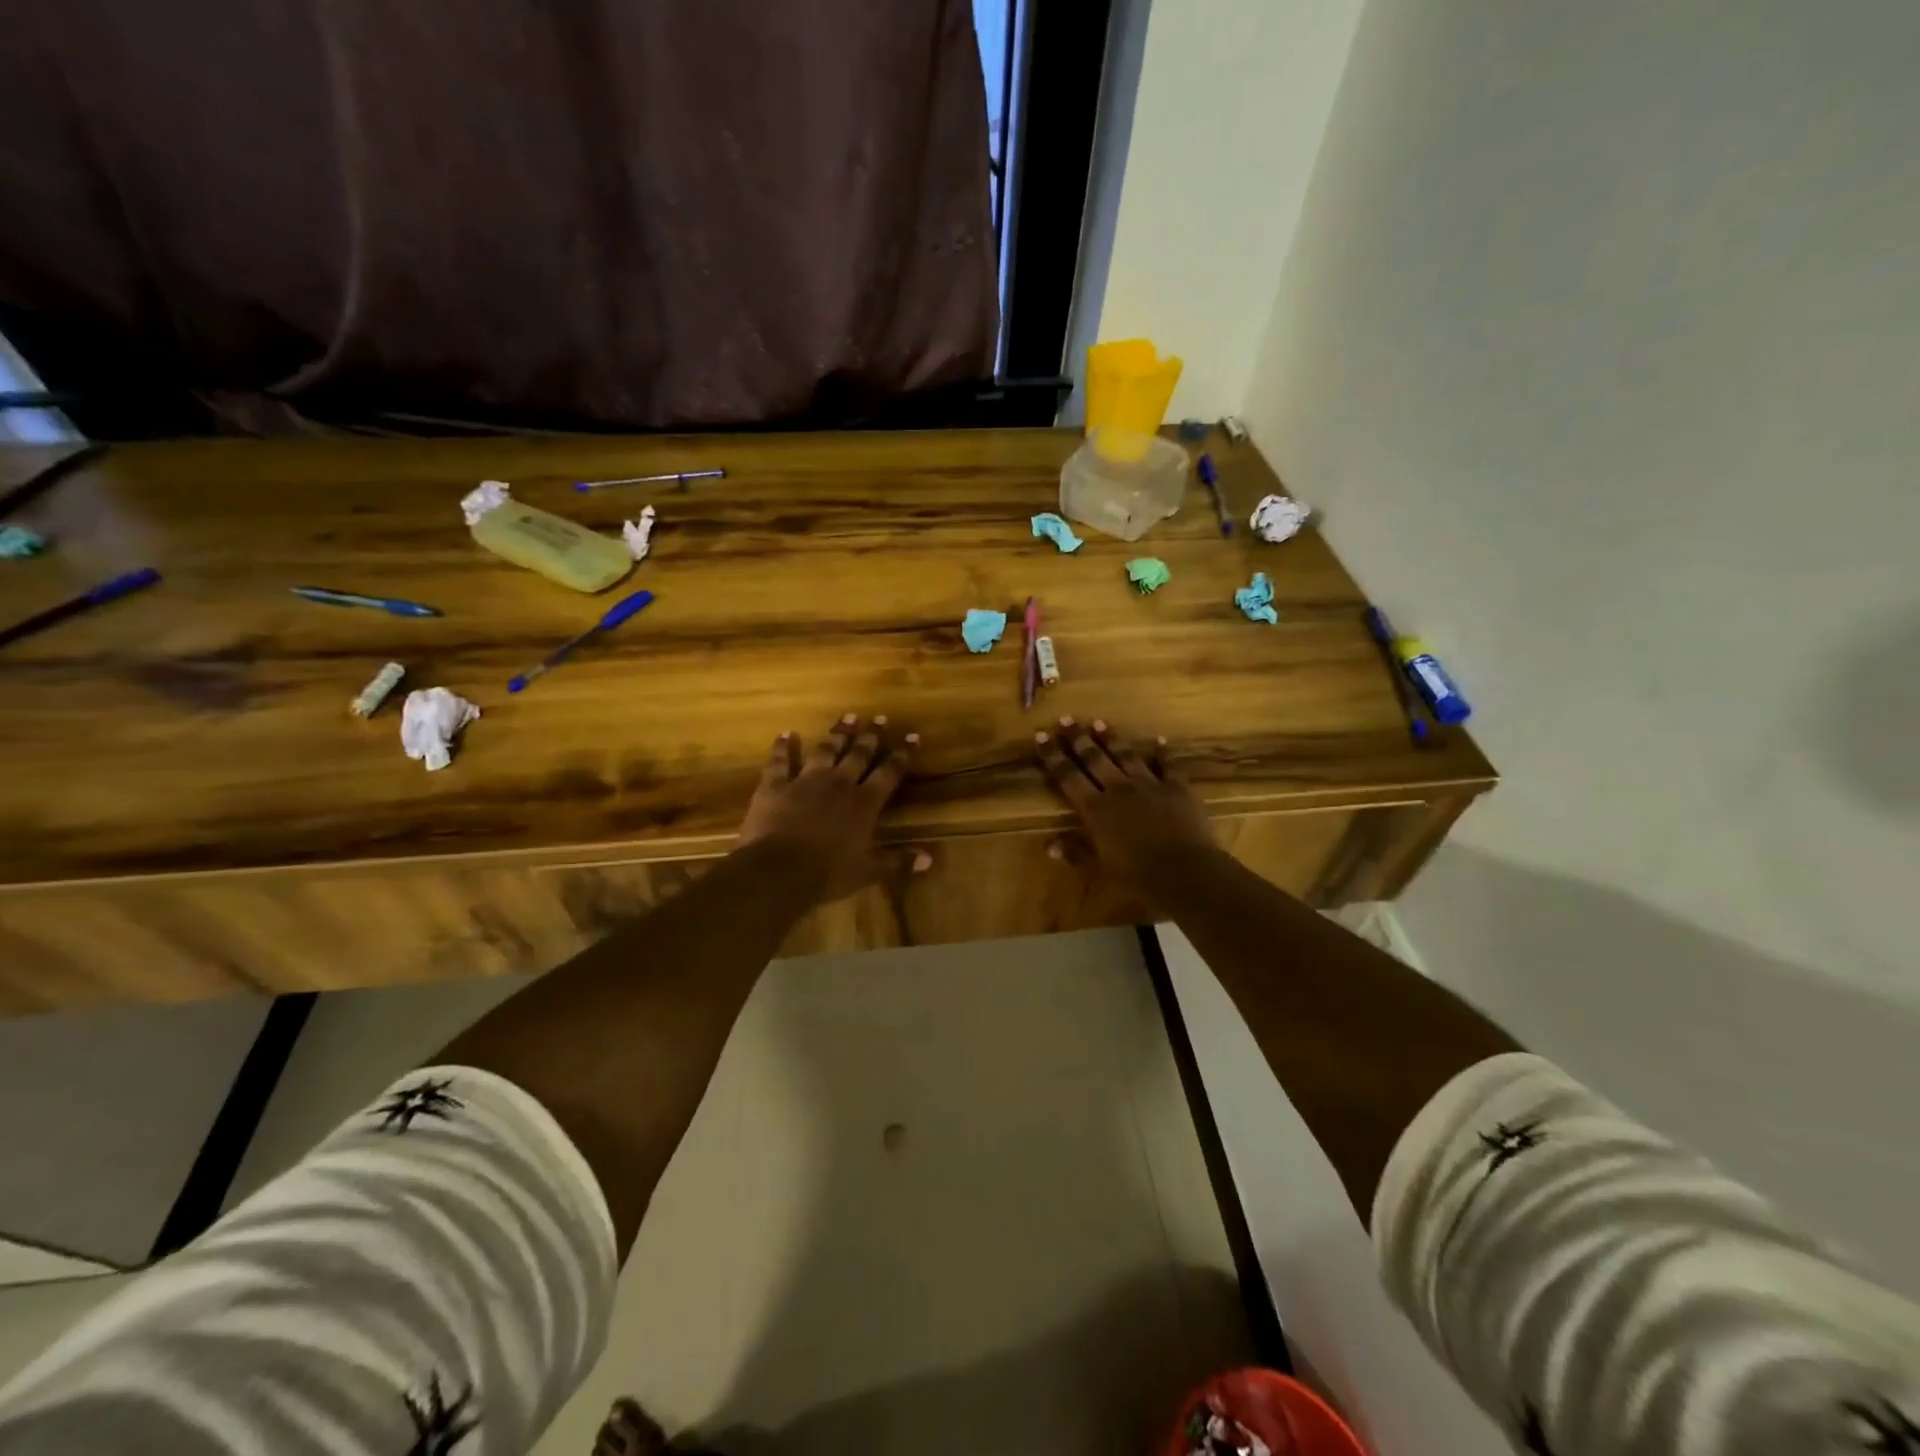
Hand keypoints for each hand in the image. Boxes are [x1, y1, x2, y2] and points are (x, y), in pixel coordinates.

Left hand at [739, 713, 925, 902]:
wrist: (779, 871)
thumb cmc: (828, 874)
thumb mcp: (868, 872)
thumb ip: (897, 861)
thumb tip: (929, 858)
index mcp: (864, 803)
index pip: (889, 773)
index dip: (902, 754)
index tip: (913, 736)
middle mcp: (838, 784)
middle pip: (858, 754)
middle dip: (871, 736)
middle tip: (880, 718)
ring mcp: (805, 781)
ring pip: (825, 750)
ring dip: (837, 733)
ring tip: (847, 716)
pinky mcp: (775, 786)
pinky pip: (779, 762)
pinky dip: (782, 747)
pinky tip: (785, 734)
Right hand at [1035, 718, 1215, 890]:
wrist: (1185, 871)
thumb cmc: (1137, 875)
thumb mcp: (1100, 868)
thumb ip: (1076, 852)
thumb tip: (1048, 845)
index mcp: (1095, 809)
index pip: (1068, 777)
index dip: (1053, 755)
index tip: (1041, 735)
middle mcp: (1118, 789)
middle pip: (1094, 758)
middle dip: (1078, 738)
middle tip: (1066, 719)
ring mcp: (1149, 785)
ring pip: (1126, 755)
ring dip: (1111, 739)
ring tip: (1099, 722)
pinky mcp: (1177, 788)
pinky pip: (1169, 766)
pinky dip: (1164, 753)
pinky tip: (1160, 741)